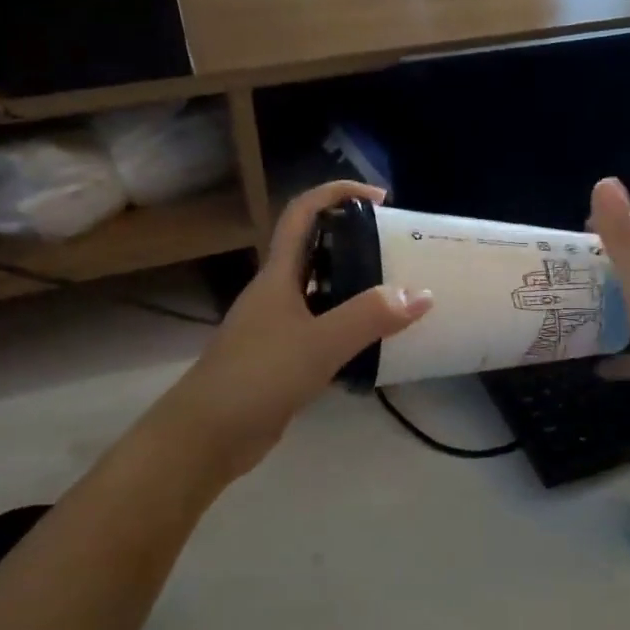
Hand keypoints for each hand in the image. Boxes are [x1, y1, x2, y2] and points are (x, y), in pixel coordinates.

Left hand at [155, 181, 431, 481]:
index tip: (381, 199)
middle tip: (401, 249)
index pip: (304, 214)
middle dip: (357, 241)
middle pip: (317, 251)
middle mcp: (277, 293)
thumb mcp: (319, 343)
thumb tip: (422, 293)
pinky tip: (378, 343)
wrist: (208, 435)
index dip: (338, 194)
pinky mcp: (284, 359)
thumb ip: (370, 317)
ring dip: (358, 287)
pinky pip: (324, 330)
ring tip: (400, 293)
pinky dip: (351, 328)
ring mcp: (279, 327)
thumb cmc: (257, 377)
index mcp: (278, 275)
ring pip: (323, 293)